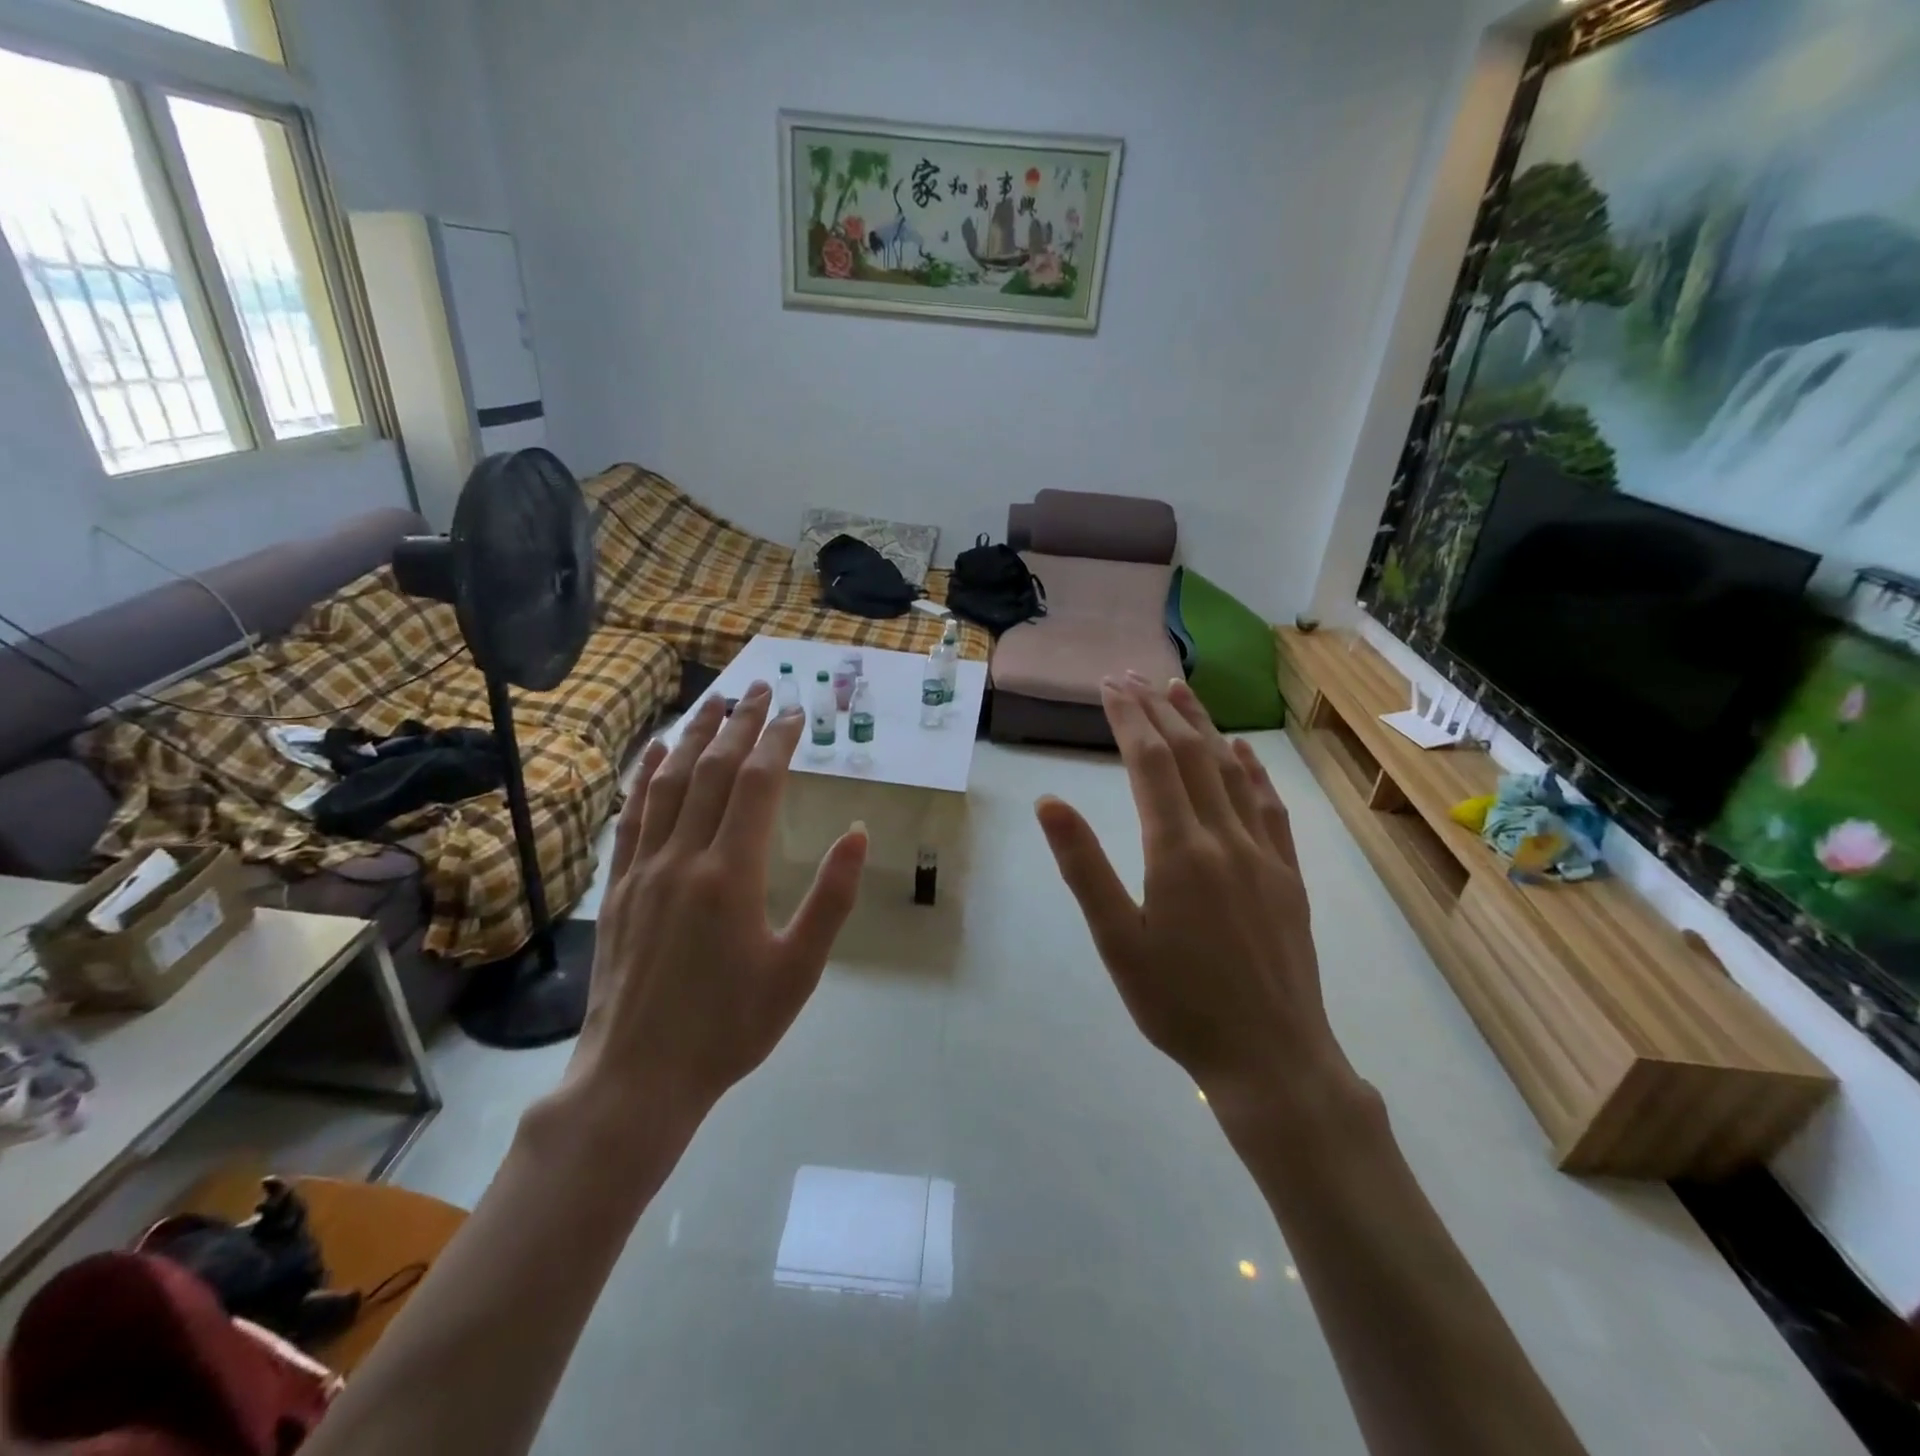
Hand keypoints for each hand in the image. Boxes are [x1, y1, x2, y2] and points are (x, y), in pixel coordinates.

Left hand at [560, 684, 868, 1137]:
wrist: (637, 1077)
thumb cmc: (730, 1026)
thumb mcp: (799, 970)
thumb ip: (831, 897)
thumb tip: (858, 832)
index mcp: (732, 874)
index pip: (758, 784)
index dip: (777, 741)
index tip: (795, 712)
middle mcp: (684, 857)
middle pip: (714, 771)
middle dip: (739, 722)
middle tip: (759, 686)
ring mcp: (643, 869)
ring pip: (669, 783)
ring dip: (693, 735)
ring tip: (713, 700)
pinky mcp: (617, 886)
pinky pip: (632, 815)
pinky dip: (646, 775)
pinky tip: (656, 752)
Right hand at [1036, 675, 1360, 1130]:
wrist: (1272, 1057)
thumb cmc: (1178, 1004)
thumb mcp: (1116, 941)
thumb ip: (1084, 866)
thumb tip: (1049, 801)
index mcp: (1177, 851)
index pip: (1150, 764)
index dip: (1129, 718)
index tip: (1109, 685)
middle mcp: (1223, 837)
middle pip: (1189, 755)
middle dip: (1159, 710)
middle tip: (1133, 676)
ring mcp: (1263, 853)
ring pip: (1230, 771)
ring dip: (1202, 726)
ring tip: (1180, 689)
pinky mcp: (1287, 874)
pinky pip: (1269, 806)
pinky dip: (1251, 770)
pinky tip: (1240, 751)